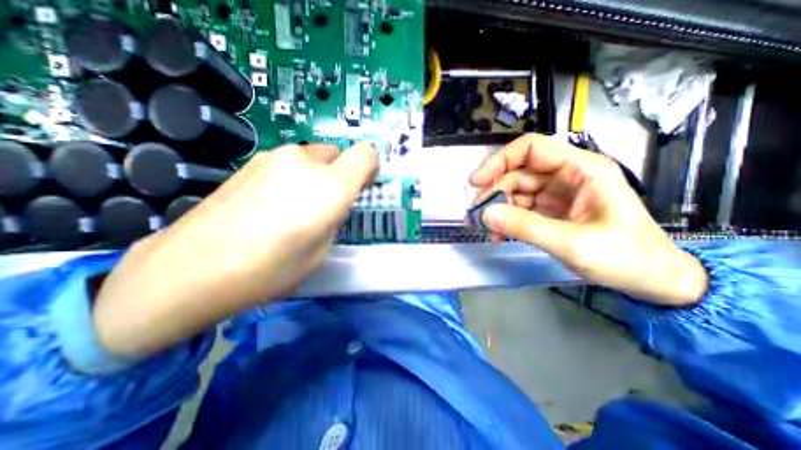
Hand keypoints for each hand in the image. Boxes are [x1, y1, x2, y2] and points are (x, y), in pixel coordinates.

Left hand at [94, 142, 379, 355]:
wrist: (191, 269)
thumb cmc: (270, 269)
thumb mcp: (321, 251)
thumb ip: (333, 219)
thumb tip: (331, 204)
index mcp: (330, 187)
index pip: (366, 155)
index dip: (370, 167)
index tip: (363, 185)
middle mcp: (305, 163)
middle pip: (338, 154)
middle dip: (341, 174)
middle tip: (327, 204)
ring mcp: (274, 157)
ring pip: (312, 158)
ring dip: (316, 175)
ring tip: (295, 206)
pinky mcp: (251, 162)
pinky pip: (288, 163)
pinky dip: (293, 177)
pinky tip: (272, 204)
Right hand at [471, 134, 705, 305]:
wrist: (654, 280)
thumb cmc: (626, 257)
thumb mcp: (573, 244)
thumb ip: (526, 228)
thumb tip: (486, 215)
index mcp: (581, 169)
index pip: (530, 149)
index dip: (499, 161)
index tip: (476, 182)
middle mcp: (567, 175)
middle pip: (518, 173)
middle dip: (494, 192)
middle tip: (476, 216)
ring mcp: (558, 193)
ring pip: (516, 192)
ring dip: (498, 208)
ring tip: (486, 229)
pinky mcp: (553, 209)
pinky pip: (521, 208)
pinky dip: (507, 219)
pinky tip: (499, 234)